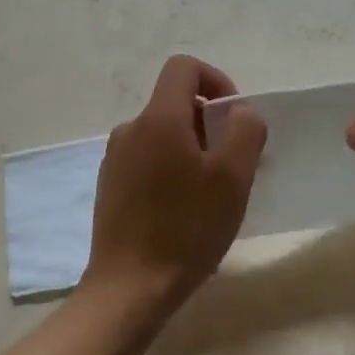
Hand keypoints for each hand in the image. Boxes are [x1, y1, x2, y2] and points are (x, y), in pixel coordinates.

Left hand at [84, 56, 266, 310]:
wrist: (130, 286)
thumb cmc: (186, 229)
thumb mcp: (232, 178)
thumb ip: (244, 130)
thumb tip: (240, 111)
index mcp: (158, 119)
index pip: (184, 68)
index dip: (216, 80)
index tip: (235, 119)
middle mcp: (130, 130)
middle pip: (175, 104)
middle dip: (209, 124)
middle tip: (232, 167)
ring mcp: (114, 159)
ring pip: (163, 135)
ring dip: (191, 150)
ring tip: (210, 195)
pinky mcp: (110, 186)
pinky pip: (147, 160)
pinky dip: (171, 170)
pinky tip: (183, 211)